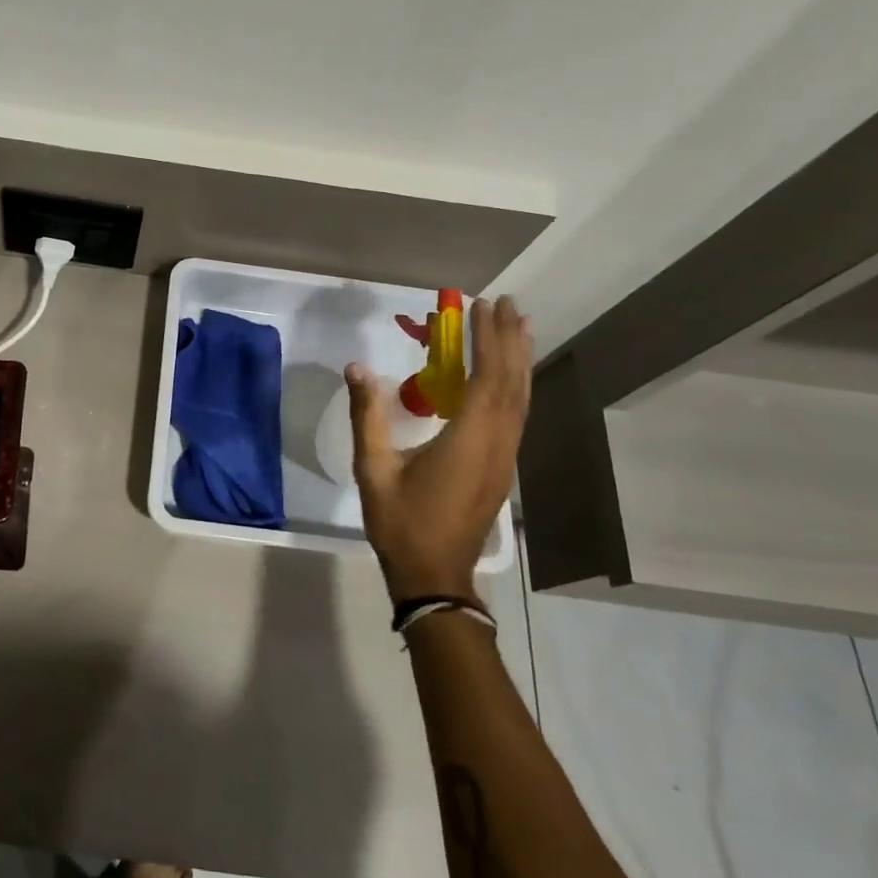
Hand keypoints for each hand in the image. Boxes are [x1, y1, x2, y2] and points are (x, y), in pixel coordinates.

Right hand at [346, 297, 532, 602]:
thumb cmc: (401, 522)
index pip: (487, 377)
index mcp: (469, 439)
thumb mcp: (373, 468)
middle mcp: (497, 442)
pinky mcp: (501, 467)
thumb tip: (357, 368)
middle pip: (513, 382)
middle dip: (510, 339)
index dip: (488, 338)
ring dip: (519, 359)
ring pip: (521, 399)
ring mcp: (505, 457)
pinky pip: (516, 414)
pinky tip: (509, 375)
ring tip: (518, 326)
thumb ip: (367, 415)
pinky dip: (516, 385)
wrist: (434, 574)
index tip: (481, 305)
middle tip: (506, 303)